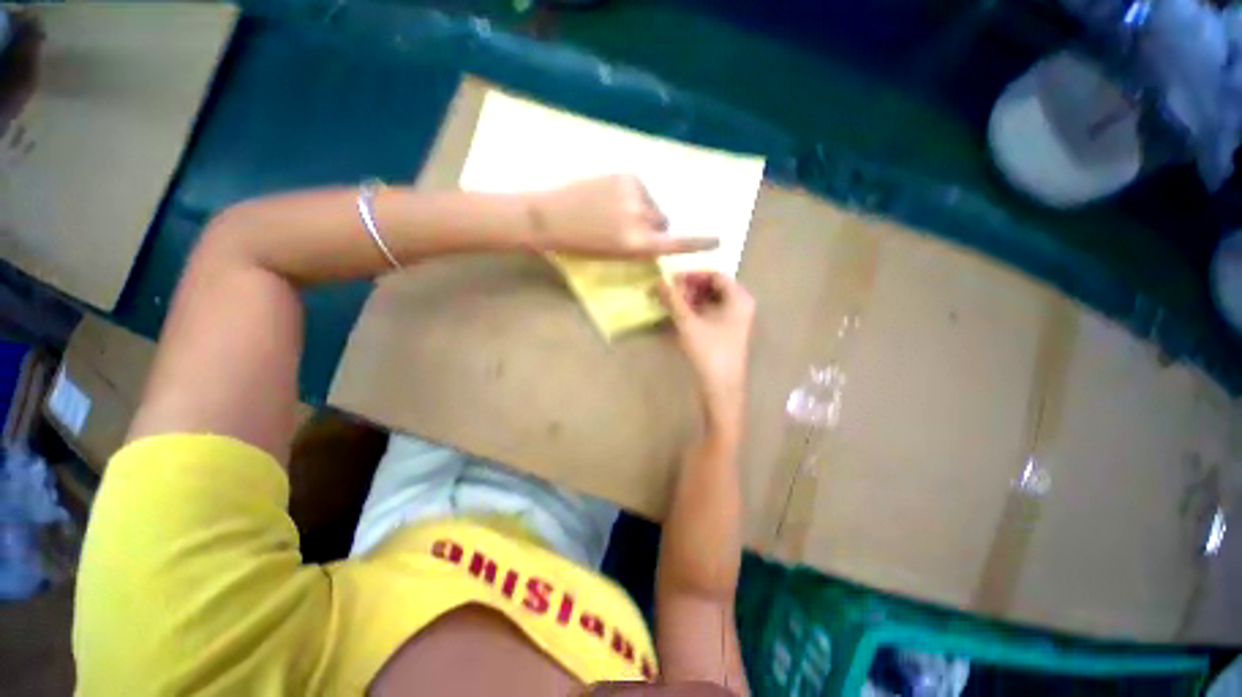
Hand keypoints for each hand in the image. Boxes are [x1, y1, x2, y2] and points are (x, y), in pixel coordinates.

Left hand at [531, 175, 717, 257]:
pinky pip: (641, 188)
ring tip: (612, 212)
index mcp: (636, 245)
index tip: (718, 239)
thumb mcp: (614, 255)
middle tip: (625, 229)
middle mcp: (641, 219)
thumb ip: (640, 246)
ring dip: (642, 209)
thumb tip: (658, 231)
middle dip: (652, 226)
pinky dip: (632, 194)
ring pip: (652, 204)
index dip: (698, 242)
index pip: (676, 243)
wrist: (549, 217)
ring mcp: (634, 194)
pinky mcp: (626, 175)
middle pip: (663, 222)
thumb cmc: (580, 245)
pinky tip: (609, 197)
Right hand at [659, 272, 755, 427]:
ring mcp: (735, 320)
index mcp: (739, 298)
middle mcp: (740, 305)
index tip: (671, 280)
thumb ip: (673, 300)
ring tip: (670, 304)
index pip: (714, 275)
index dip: (691, 275)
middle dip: (689, 288)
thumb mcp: (688, 323)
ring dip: (690, 300)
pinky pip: (710, 313)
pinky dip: (695, 311)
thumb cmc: (709, 352)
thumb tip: (658, 282)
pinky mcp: (727, 333)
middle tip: (668, 293)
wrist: (721, 388)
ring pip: (710, 301)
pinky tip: (679, 316)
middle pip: (712, 287)